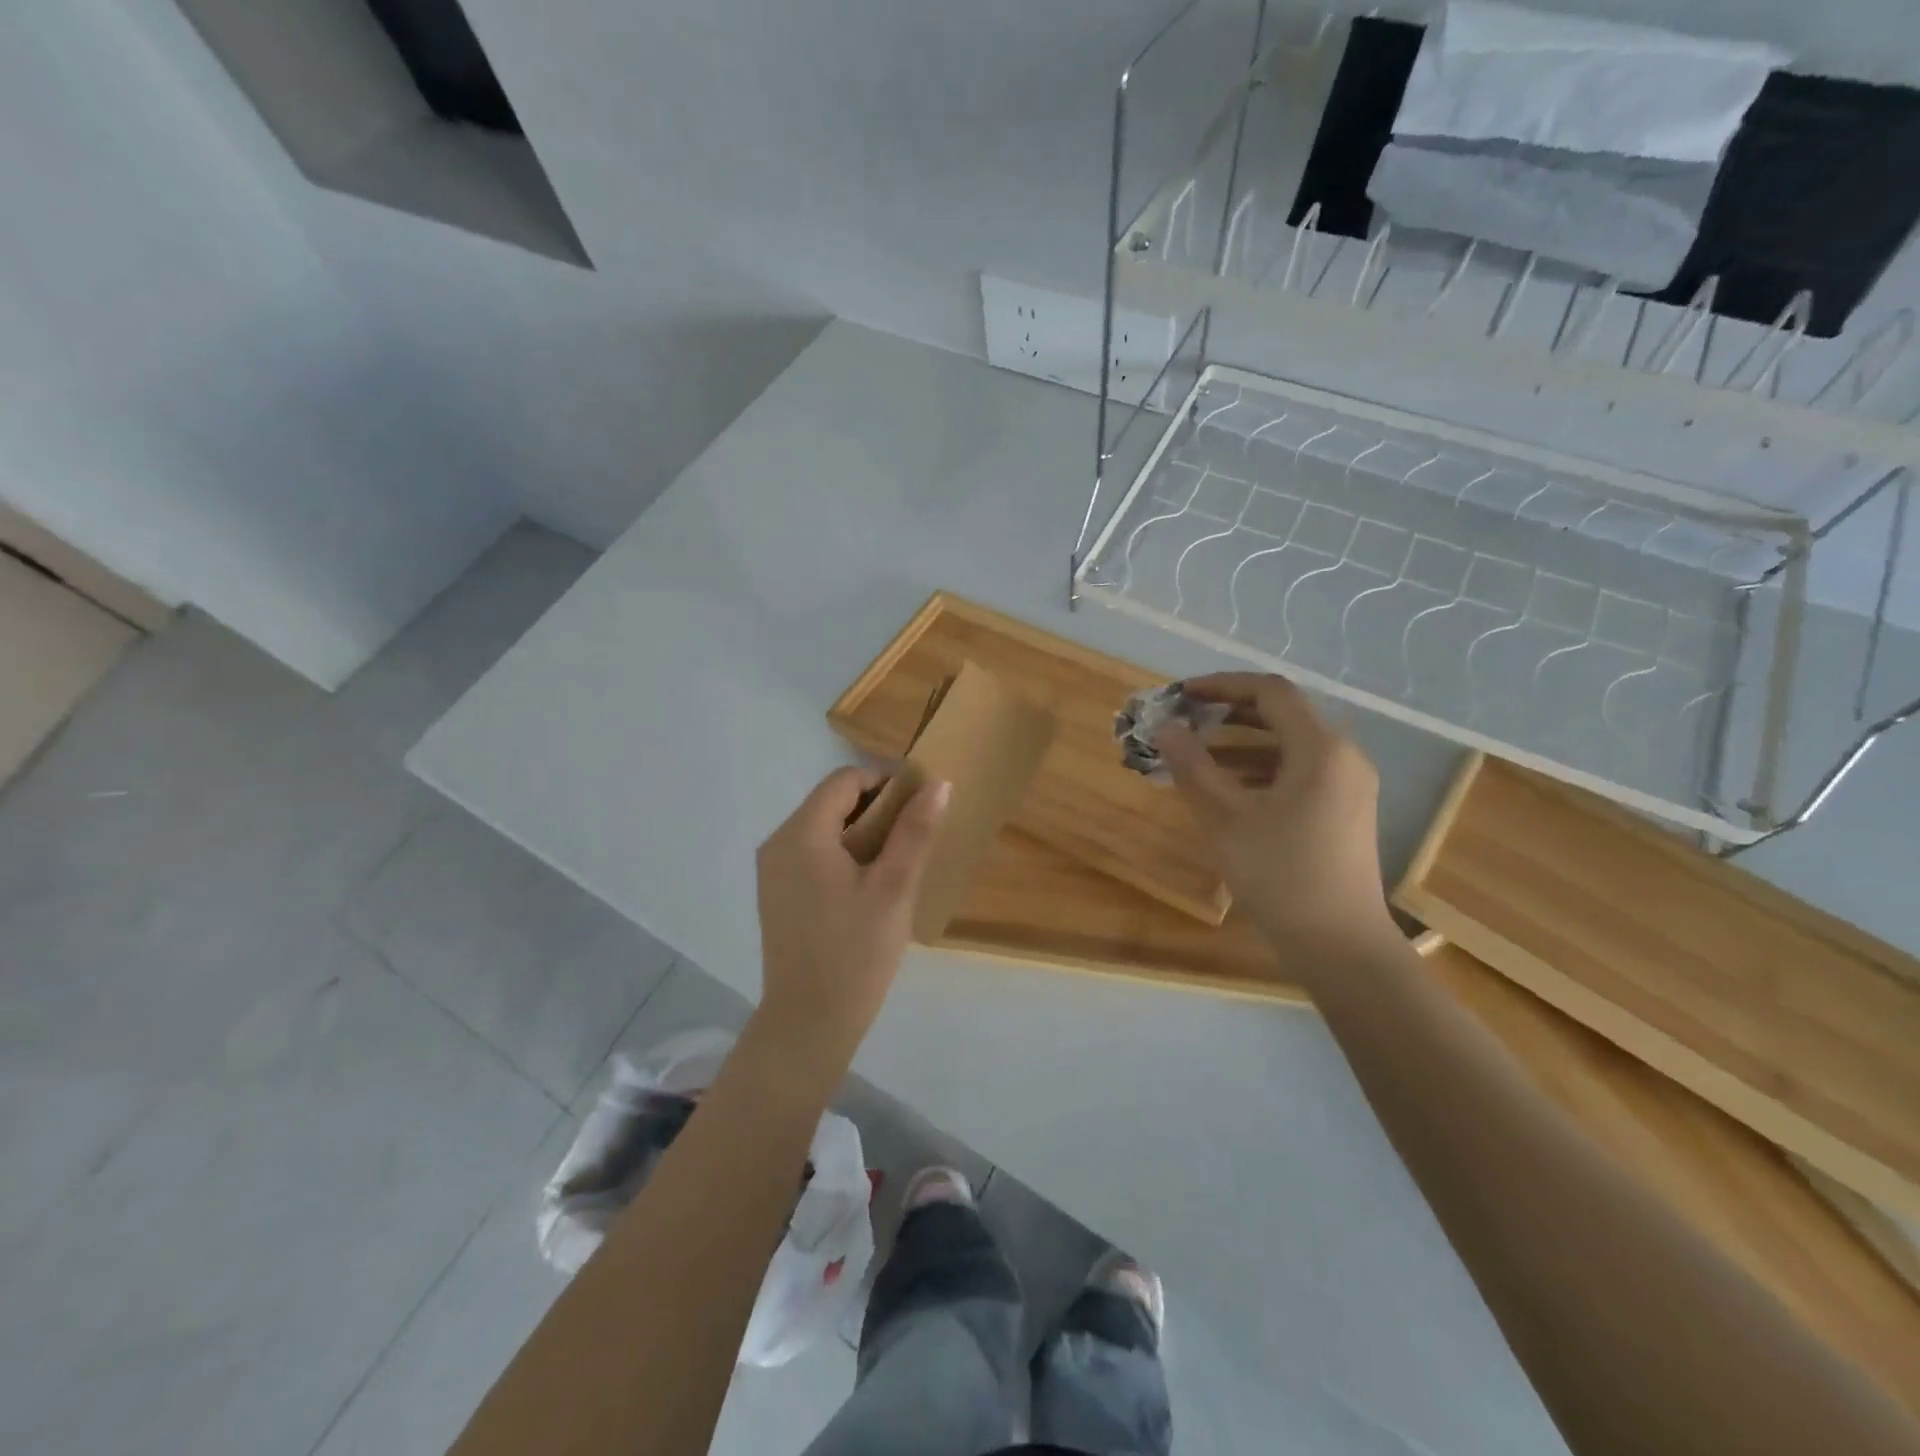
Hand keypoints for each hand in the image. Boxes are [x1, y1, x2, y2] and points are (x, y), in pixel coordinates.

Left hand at [755, 766, 948, 1054]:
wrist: (809, 1022)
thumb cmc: (856, 951)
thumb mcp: (894, 887)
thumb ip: (915, 831)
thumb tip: (938, 784)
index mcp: (802, 833)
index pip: (845, 780)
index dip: (885, 779)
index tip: (921, 801)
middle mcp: (778, 842)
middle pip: (831, 801)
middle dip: (875, 806)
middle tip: (915, 832)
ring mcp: (772, 870)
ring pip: (822, 828)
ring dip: (861, 830)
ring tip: (898, 858)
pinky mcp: (776, 893)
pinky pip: (811, 853)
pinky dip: (842, 852)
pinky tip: (869, 882)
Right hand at [1157, 673, 1396, 966]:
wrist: (1339, 944)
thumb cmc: (1280, 874)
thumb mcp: (1226, 818)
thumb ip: (1193, 766)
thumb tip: (1164, 728)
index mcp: (1320, 748)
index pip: (1270, 691)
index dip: (1222, 685)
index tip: (1181, 695)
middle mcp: (1343, 755)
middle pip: (1282, 714)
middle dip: (1229, 712)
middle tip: (1184, 720)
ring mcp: (1348, 784)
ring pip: (1289, 744)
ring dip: (1241, 741)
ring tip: (1195, 753)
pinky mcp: (1344, 809)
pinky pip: (1298, 770)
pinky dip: (1260, 768)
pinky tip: (1226, 786)